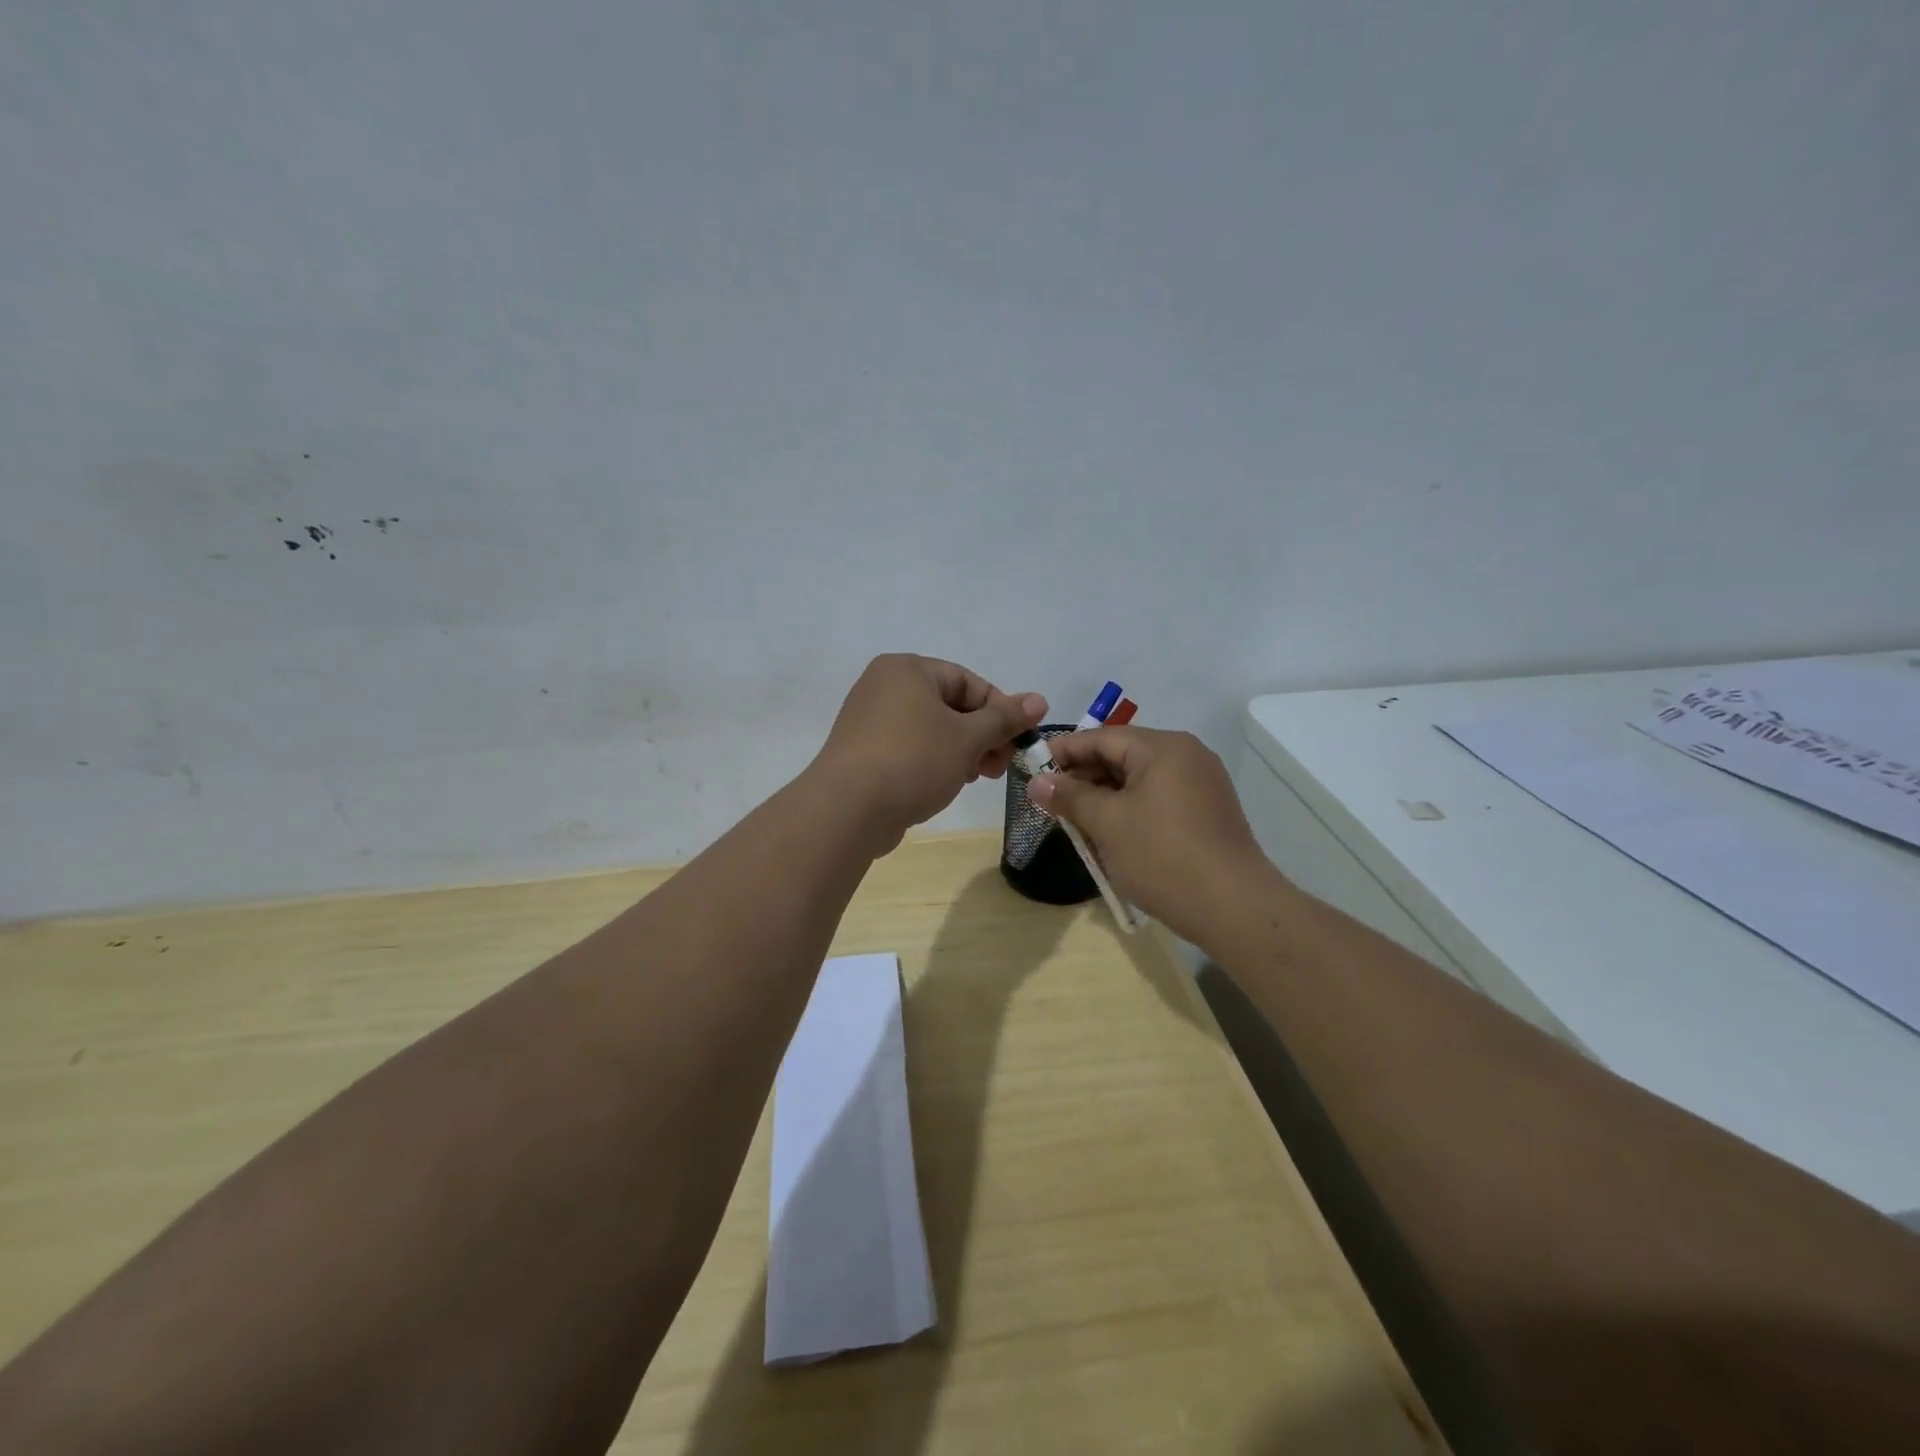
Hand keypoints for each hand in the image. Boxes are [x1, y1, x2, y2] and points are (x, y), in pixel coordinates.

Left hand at [812, 655, 1046, 852]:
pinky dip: (934, 762)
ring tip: (978, 777)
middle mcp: (884, 686)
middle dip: (982, 736)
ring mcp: (869, 720)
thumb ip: (1004, 718)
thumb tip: (1040, 700)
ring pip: (931, 730)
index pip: (968, 681)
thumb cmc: (913, 761)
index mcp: (907, 669)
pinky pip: (910, 748)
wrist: (847, 809)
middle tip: (1002, 766)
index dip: (1000, 711)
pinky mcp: (863, 752)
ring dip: (962, 751)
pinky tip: (947, 785)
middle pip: (950, 705)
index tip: (1020, 741)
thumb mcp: (968, 738)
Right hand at [1026, 727, 1277, 943]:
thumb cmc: (1163, 856)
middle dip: (1083, 777)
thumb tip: (1037, 782)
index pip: (1101, 737)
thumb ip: (1069, 797)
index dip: (1063, 751)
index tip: (1032, 768)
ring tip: (1074, 820)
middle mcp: (1186, 756)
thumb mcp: (1107, 824)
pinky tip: (1110, 833)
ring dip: (1104, 796)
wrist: (1234, 907)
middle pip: (1121, 756)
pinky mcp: (1207, 812)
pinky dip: (1129, 809)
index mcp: (1163, 748)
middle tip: (1049, 800)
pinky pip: (1157, 799)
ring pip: (1139, 780)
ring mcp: (1201, 784)